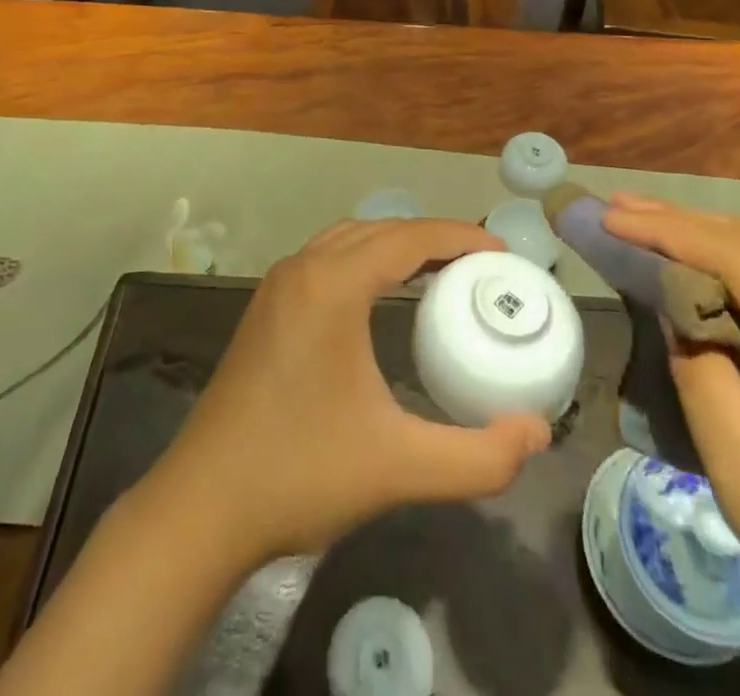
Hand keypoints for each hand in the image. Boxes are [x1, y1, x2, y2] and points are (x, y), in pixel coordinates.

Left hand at [152, 218, 551, 564]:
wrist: (201, 509)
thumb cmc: (300, 475)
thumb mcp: (400, 468)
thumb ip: (479, 457)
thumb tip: (538, 433)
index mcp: (333, 285)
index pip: (409, 237)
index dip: (460, 236)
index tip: (502, 253)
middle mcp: (303, 269)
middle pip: (381, 230)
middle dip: (433, 238)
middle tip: (480, 266)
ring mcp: (278, 286)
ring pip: (350, 239)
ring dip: (396, 245)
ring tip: (440, 273)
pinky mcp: (266, 309)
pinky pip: (328, 259)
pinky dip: (365, 259)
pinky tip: (382, 295)